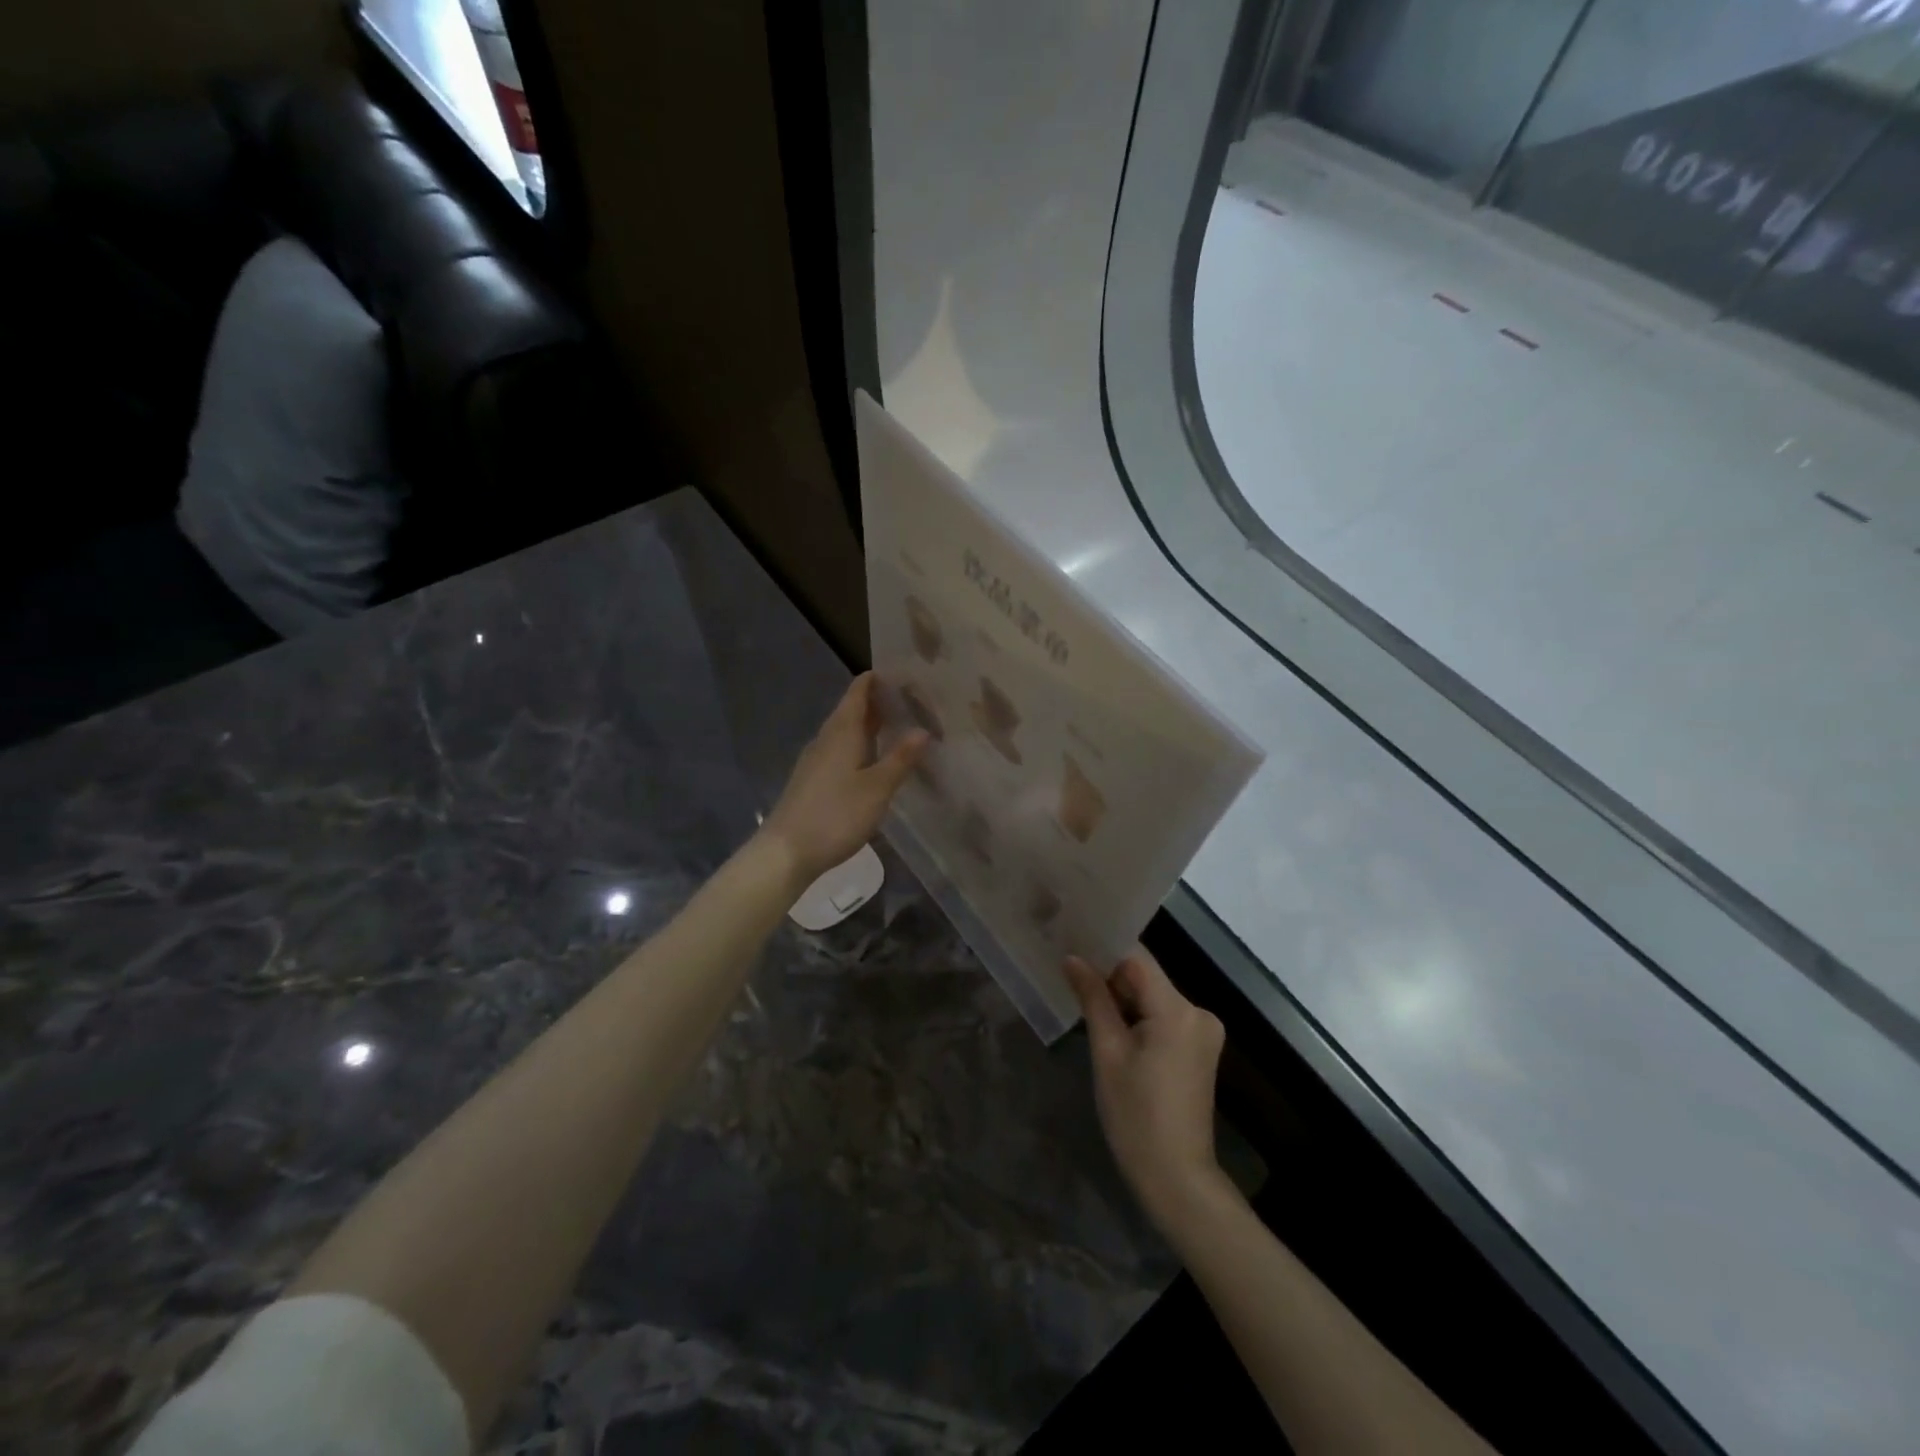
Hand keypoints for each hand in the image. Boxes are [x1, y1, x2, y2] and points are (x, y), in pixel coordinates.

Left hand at [759, 673, 926, 889]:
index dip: (877, 679)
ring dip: (869, 725)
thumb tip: (922, 730)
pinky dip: (859, 745)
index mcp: (842, 732)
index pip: (858, 692)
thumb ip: (900, 758)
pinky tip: (873, 760)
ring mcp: (816, 760)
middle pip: (851, 710)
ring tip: (898, 726)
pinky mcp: (812, 780)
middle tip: (911, 699)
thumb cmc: (835, 815)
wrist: (786, 852)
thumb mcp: (877, 788)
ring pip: (845, 732)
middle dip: (878, 702)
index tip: (902, 672)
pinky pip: (839, 750)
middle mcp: (826, 739)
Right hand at [1065, 948, 1227, 1231]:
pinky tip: (1113, 1026)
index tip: (1072, 945)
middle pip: (1146, 977)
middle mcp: (1198, 1012)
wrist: (1177, 1178)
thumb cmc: (1136, 1116)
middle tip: (1070, 975)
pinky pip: (1164, 1016)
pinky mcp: (1200, 1048)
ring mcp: (1203, 1031)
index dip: (1104, 950)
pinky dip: (1139, 1016)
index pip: (1136, 959)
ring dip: (1123, 998)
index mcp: (1177, 1010)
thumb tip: (1072, 958)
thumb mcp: (1107, 1053)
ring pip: (1154, 996)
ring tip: (1083, 998)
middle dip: (1110, 977)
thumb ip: (1093, 999)